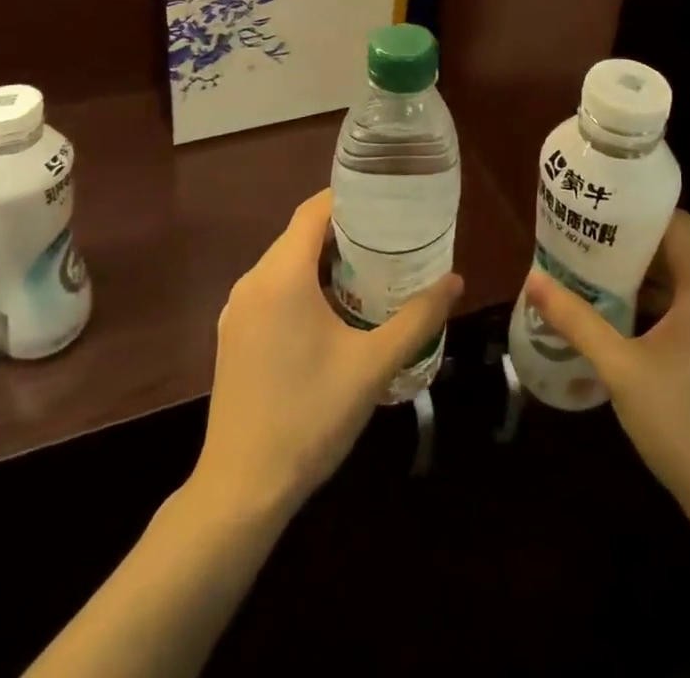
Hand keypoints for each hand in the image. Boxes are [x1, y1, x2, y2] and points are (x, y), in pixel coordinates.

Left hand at [193, 189, 462, 520]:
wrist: (241, 491)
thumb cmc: (310, 416)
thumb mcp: (373, 365)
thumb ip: (418, 318)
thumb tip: (456, 281)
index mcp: (281, 275)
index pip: (314, 210)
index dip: (350, 198)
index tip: (388, 201)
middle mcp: (252, 282)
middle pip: (300, 234)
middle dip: (345, 231)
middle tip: (391, 238)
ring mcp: (237, 311)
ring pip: (285, 263)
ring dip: (324, 260)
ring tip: (372, 269)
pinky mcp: (233, 336)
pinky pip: (272, 290)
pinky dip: (304, 285)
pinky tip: (335, 311)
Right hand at [524, 210, 689, 526]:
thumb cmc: (684, 424)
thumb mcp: (621, 369)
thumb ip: (577, 321)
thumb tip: (534, 281)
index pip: (677, 224)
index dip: (639, 212)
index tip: (599, 209)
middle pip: (677, 254)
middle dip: (630, 247)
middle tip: (583, 243)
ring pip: (682, 287)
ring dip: (641, 281)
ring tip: (592, 278)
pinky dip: (657, 309)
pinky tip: (622, 325)